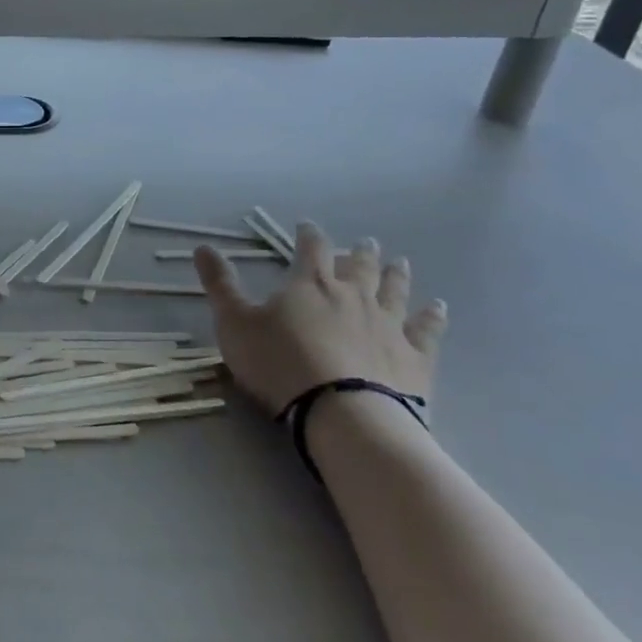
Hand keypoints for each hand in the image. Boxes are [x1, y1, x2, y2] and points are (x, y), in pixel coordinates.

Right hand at [194, 223, 446, 415]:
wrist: (342, 415)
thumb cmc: (280, 365)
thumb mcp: (235, 324)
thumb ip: (220, 285)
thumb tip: (203, 247)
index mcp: (311, 284)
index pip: (311, 248)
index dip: (309, 235)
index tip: (307, 227)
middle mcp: (354, 295)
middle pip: (360, 266)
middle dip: (359, 252)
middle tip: (365, 242)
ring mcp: (389, 325)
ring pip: (395, 291)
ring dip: (396, 275)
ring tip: (400, 263)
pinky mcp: (414, 357)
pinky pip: (427, 330)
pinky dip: (433, 317)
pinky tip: (438, 308)